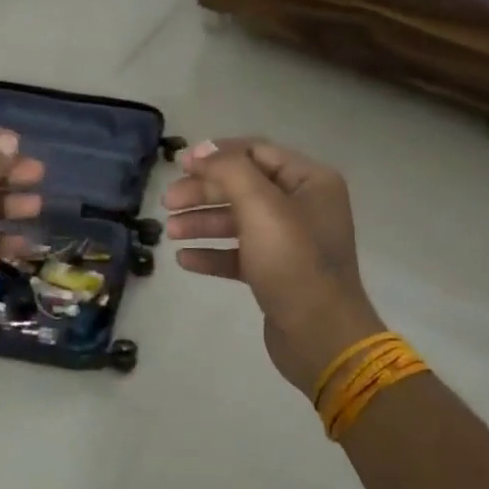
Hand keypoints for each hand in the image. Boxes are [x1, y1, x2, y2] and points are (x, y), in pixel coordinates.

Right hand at [164, 138, 383, 399]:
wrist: (320, 336)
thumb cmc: (293, 263)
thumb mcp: (261, 207)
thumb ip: (230, 171)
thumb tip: (203, 151)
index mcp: (310, 181)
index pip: (256, 152)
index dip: (216, 155)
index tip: (179, 165)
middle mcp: (303, 205)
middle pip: (243, 186)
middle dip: (203, 192)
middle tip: (167, 202)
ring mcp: (290, 241)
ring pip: (238, 220)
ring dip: (202, 222)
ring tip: (170, 232)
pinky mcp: (276, 273)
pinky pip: (239, 254)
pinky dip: (213, 253)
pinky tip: (185, 259)